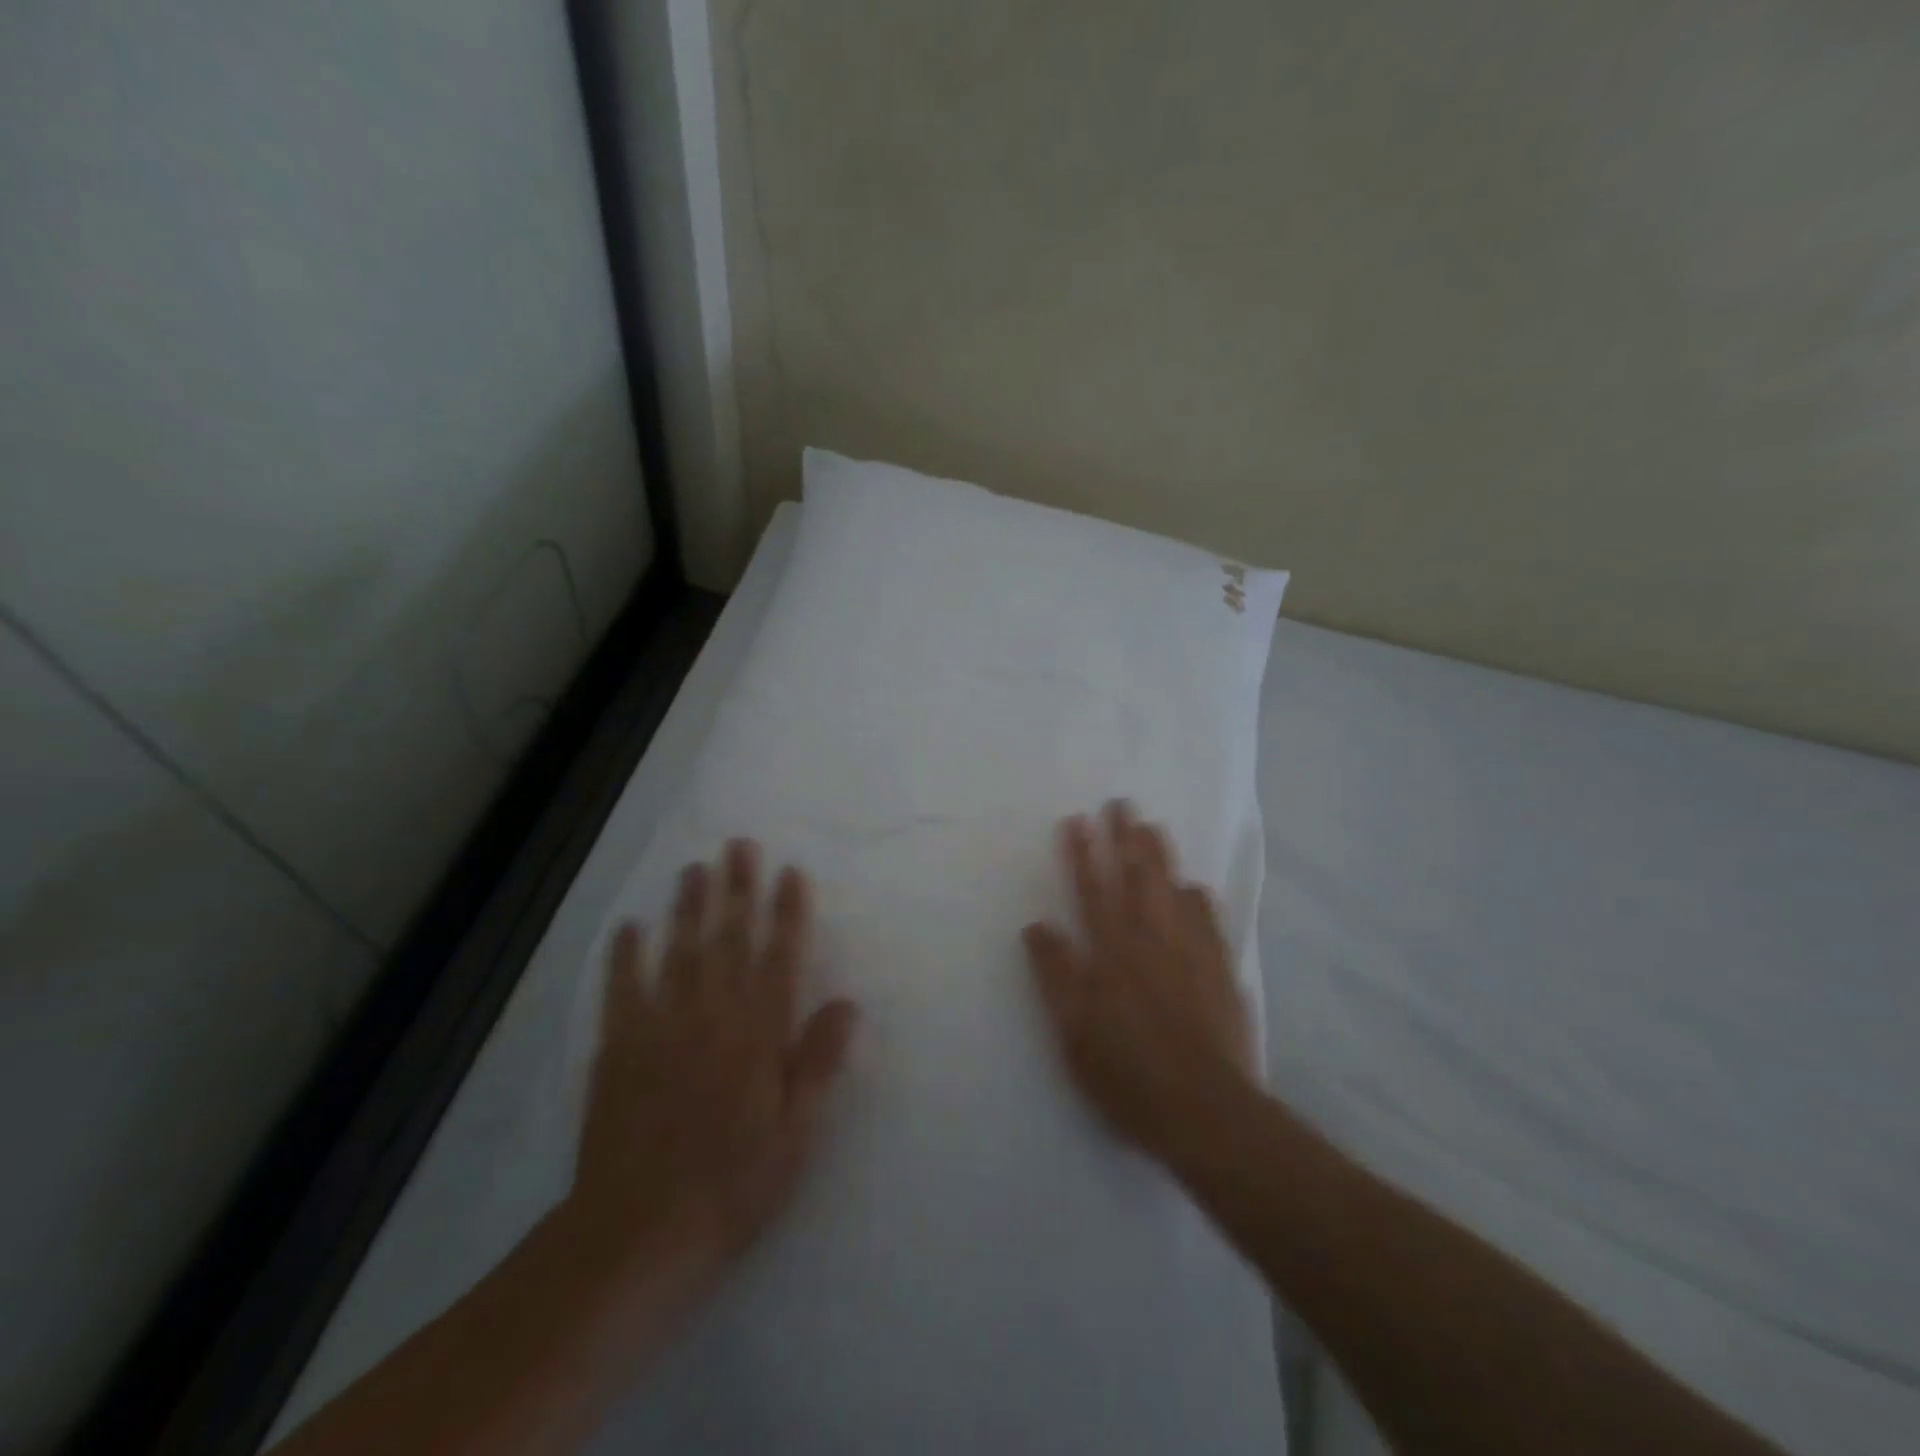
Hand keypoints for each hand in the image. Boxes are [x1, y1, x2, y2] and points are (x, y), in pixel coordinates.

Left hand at [569, 840, 859, 1282]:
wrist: (637, 1237)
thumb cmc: (732, 1186)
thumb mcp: (796, 1135)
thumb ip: (818, 1063)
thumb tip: (848, 1002)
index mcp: (758, 1037)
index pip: (779, 959)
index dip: (787, 912)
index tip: (791, 871)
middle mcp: (712, 1018)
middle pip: (729, 941)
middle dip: (737, 889)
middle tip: (739, 845)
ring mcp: (661, 1029)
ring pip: (679, 953)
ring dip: (688, 907)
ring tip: (695, 867)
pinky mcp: (619, 1049)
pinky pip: (622, 990)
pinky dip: (625, 955)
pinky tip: (630, 925)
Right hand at [1023, 801, 1254, 1168]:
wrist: (1207, 1110)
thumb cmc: (1128, 1074)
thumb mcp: (1074, 1031)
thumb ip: (1056, 974)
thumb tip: (1036, 925)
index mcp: (1112, 952)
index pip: (1092, 889)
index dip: (1083, 853)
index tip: (1077, 820)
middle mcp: (1151, 939)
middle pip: (1137, 877)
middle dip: (1126, 837)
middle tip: (1121, 804)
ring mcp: (1191, 951)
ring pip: (1173, 888)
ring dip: (1160, 855)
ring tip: (1152, 827)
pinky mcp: (1220, 970)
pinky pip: (1208, 919)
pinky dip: (1197, 896)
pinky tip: (1194, 886)